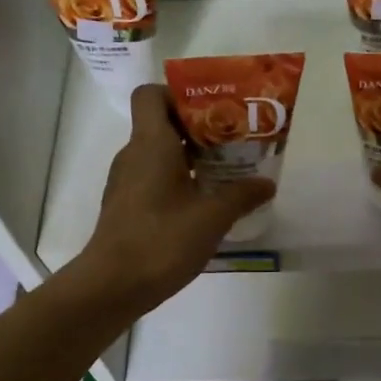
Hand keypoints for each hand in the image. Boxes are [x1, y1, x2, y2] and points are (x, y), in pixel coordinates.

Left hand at [68, 84, 274, 315]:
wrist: (113, 285)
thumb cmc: (162, 241)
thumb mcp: (212, 217)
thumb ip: (241, 195)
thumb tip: (267, 183)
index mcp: (151, 144)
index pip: (152, 94)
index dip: (179, 94)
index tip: (212, 111)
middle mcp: (134, 155)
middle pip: (162, 123)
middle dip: (199, 129)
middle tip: (234, 142)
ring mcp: (127, 182)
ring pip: (160, 154)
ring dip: (191, 157)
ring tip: (227, 172)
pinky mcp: (127, 206)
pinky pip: (154, 178)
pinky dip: (179, 180)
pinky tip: (205, 203)